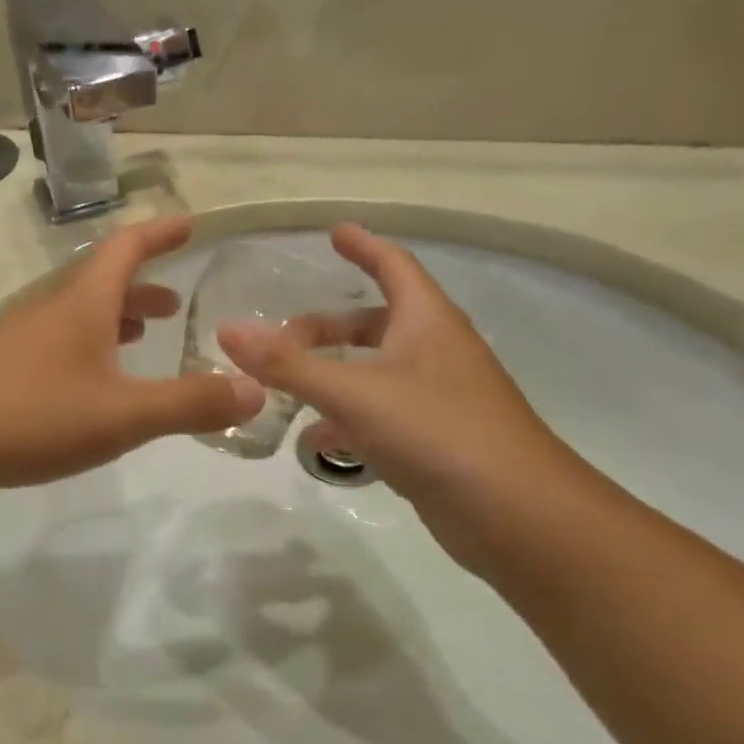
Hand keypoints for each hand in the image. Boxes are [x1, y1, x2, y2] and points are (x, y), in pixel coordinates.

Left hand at [0, 217, 262, 507]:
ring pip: (74, 319)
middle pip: (100, 284)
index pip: (127, 249)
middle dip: (142, 287)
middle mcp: (47, 313)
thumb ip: (190, 404)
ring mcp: (16, 343)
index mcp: (80, 305)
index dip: (160, 233)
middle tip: (174, 303)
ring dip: (112, 321)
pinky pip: (54, 350)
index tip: (188, 223)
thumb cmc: (28, 415)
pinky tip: (87, 388)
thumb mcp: (121, 414)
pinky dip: (84, 353)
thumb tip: (256, 390)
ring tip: (139, 338)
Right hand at [217, 224, 584, 568]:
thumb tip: (228, 329)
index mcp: (427, 321)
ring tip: (289, 389)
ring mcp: (440, 398)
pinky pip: (384, 415)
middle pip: (378, 323)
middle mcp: (437, 352)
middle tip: (283, 338)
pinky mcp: (438, 441)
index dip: (363, 245)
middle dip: (330, 327)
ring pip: (378, 372)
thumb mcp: (353, 392)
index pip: (393, 265)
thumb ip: (288, 365)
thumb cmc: (436, 431)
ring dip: (335, 375)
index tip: (334, 232)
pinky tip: (320, 442)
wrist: (515, 512)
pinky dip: (350, 420)